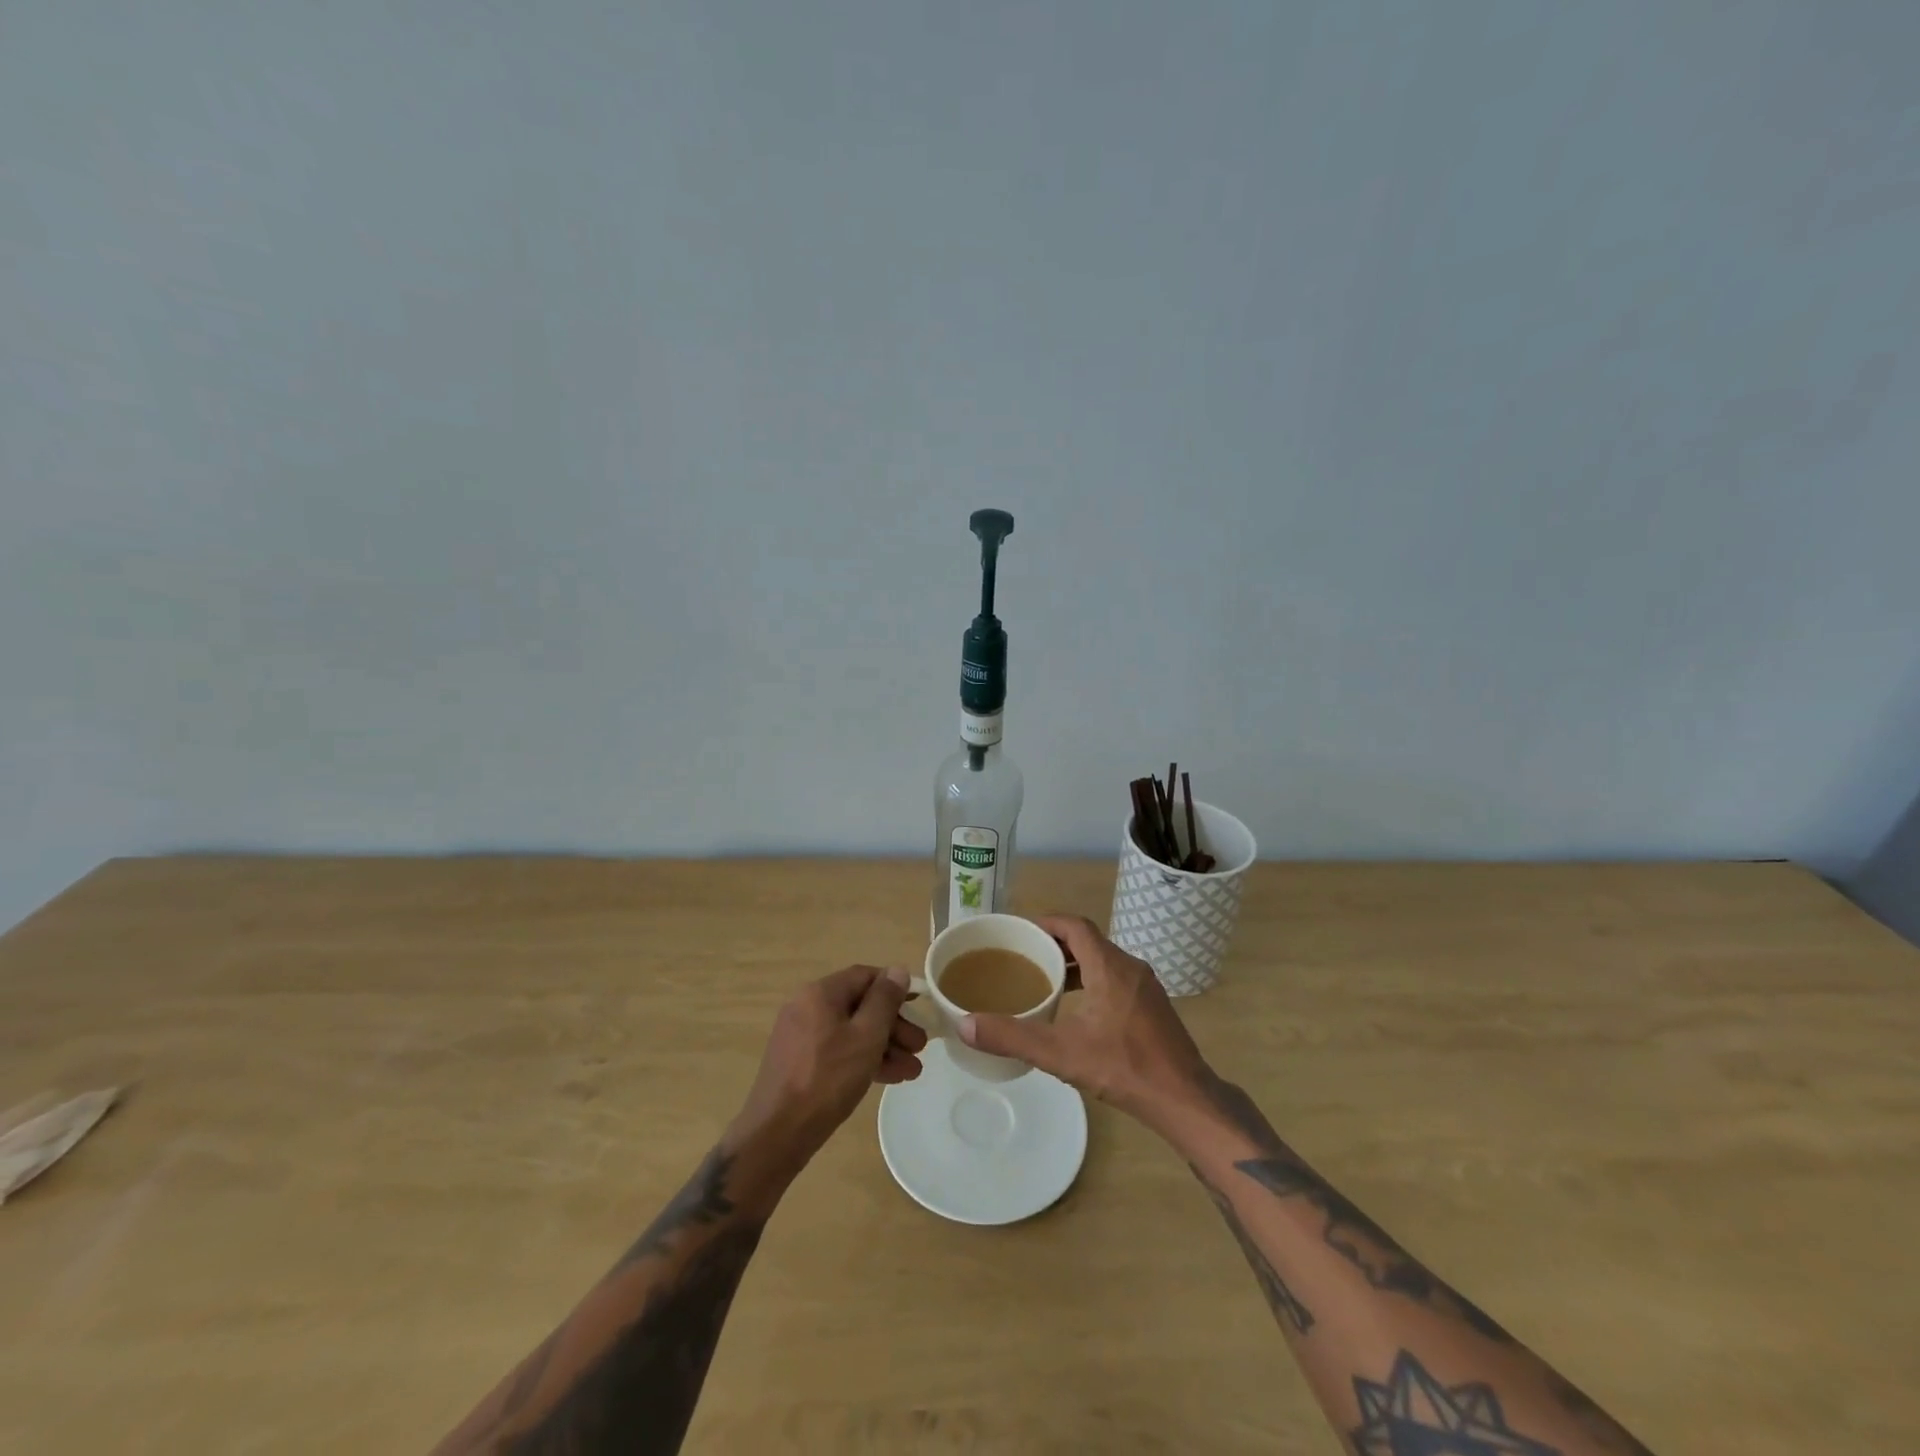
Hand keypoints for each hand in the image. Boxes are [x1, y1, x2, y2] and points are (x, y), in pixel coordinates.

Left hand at [733, 965, 927, 1177]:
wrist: (777, 1134)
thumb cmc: (827, 1078)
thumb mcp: (866, 1036)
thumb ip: (885, 1000)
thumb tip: (898, 970)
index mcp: (820, 993)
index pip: (865, 976)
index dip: (895, 989)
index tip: (920, 1008)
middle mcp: (807, 1007)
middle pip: (859, 1006)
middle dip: (894, 1026)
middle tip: (920, 1047)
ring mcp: (801, 1036)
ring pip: (851, 1032)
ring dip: (884, 1047)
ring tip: (912, 1071)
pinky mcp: (800, 1063)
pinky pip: (839, 1050)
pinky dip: (863, 1059)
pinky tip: (889, 1077)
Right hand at [957, 915, 1210, 1126]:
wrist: (1185, 1100)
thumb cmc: (1124, 1068)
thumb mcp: (1062, 1054)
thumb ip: (1013, 1037)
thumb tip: (966, 1024)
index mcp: (1110, 966)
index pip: (1075, 926)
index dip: (1046, 922)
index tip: (1020, 932)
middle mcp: (1130, 967)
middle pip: (1088, 941)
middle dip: (1055, 944)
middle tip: (1024, 957)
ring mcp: (1146, 987)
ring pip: (1104, 960)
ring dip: (1075, 964)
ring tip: (1045, 981)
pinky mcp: (1153, 1006)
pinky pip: (1116, 978)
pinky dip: (1092, 980)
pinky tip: (1078, 1009)